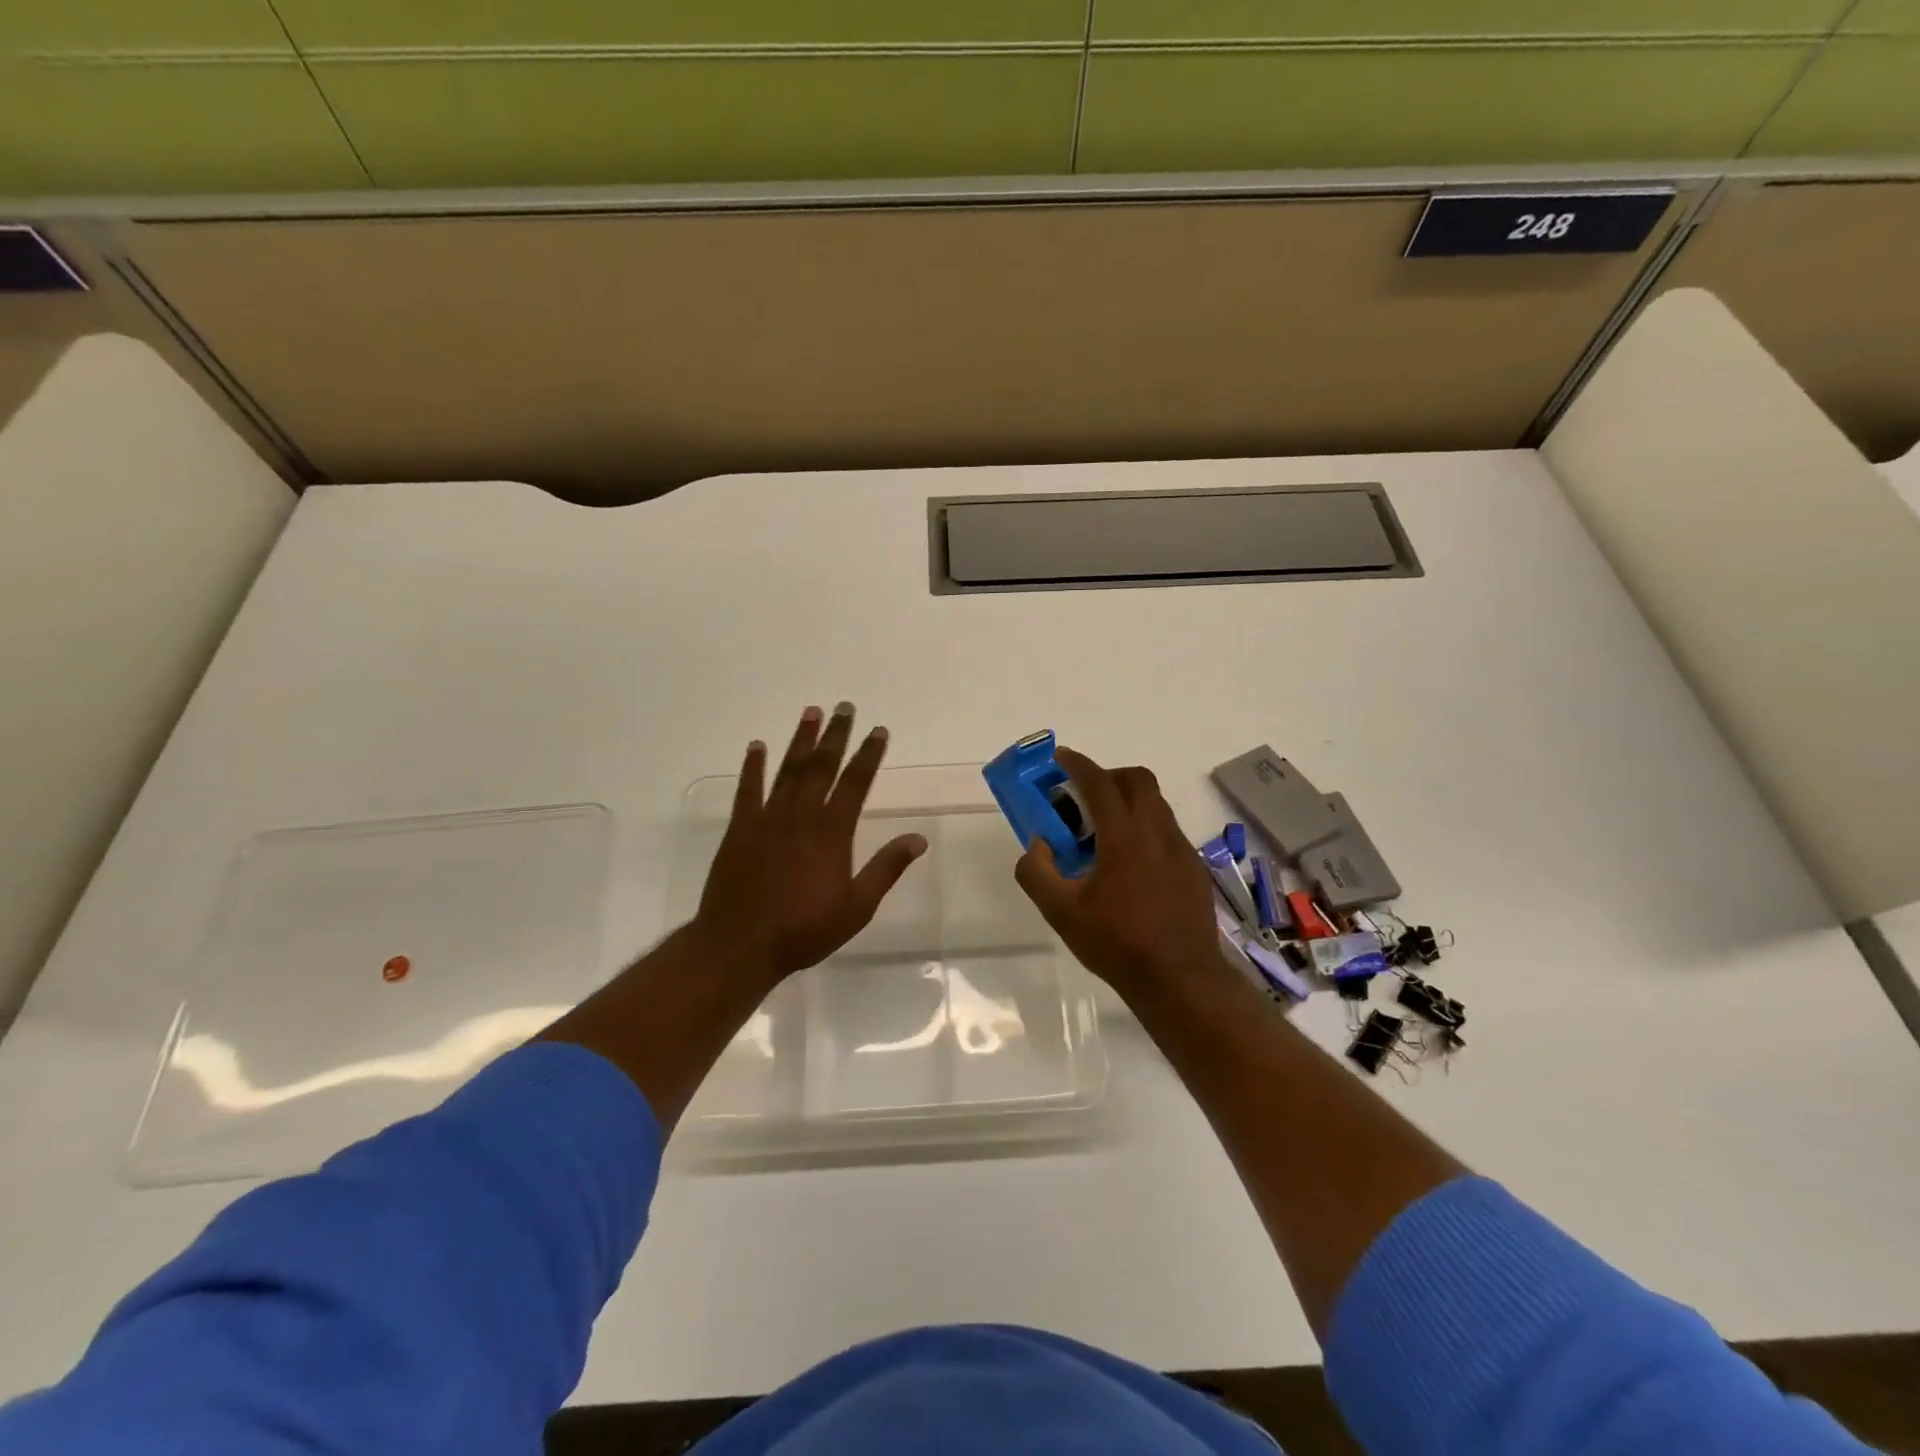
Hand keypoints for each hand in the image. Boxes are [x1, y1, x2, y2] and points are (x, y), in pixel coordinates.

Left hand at [695, 703, 927, 982]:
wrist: (740, 945)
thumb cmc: (804, 929)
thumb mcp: (857, 906)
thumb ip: (886, 868)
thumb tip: (918, 838)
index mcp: (833, 831)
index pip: (856, 782)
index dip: (869, 754)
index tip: (878, 730)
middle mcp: (802, 814)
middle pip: (822, 765)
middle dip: (836, 735)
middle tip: (845, 707)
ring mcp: (768, 818)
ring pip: (788, 769)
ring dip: (801, 740)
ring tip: (811, 712)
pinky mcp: (740, 828)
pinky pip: (748, 789)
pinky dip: (753, 766)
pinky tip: (757, 746)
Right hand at [1014, 747, 1218, 994]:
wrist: (1181, 980)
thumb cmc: (1117, 943)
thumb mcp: (1061, 912)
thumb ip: (1037, 872)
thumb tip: (1037, 845)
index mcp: (1124, 837)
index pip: (1099, 783)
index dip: (1077, 764)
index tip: (1060, 758)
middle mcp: (1157, 832)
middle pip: (1137, 780)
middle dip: (1108, 776)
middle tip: (1082, 797)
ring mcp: (1181, 849)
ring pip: (1156, 804)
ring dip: (1128, 803)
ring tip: (1102, 836)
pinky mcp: (1194, 868)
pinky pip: (1167, 831)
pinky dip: (1144, 828)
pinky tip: (1129, 866)